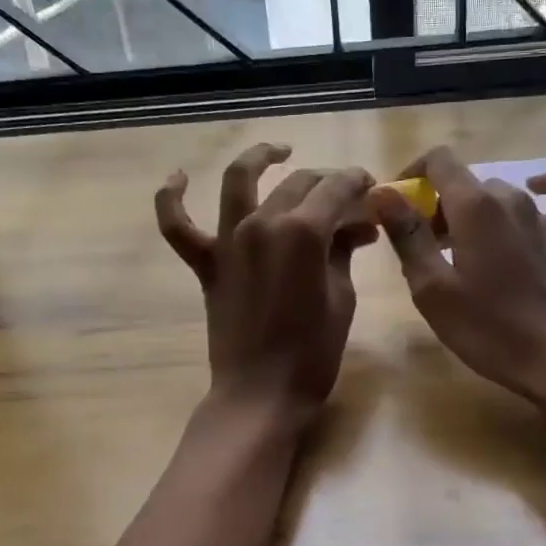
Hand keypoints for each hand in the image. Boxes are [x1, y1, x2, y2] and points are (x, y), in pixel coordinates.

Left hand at [156, 143, 375, 427]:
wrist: (261, 394)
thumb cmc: (313, 352)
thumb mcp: (341, 297)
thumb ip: (344, 251)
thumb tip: (357, 225)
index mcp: (304, 232)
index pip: (336, 189)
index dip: (358, 183)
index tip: (372, 188)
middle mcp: (262, 223)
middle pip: (298, 183)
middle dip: (328, 182)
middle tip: (348, 197)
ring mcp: (229, 241)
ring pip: (239, 181)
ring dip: (259, 157)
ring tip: (278, 150)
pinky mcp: (207, 264)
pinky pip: (178, 226)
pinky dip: (172, 198)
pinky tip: (179, 177)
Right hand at [371, 147, 545, 410]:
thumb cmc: (487, 328)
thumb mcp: (432, 288)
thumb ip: (407, 235)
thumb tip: (381, 193)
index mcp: (474, 206)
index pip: (438, 161)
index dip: (413, 175)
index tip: (398, 206)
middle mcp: (508, 199)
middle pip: (464, 184)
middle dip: (437, 207)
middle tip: (423, 249)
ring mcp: (540, 217)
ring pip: (497, 195)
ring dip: (471, 212)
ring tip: (458, 249)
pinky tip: (535, 188)